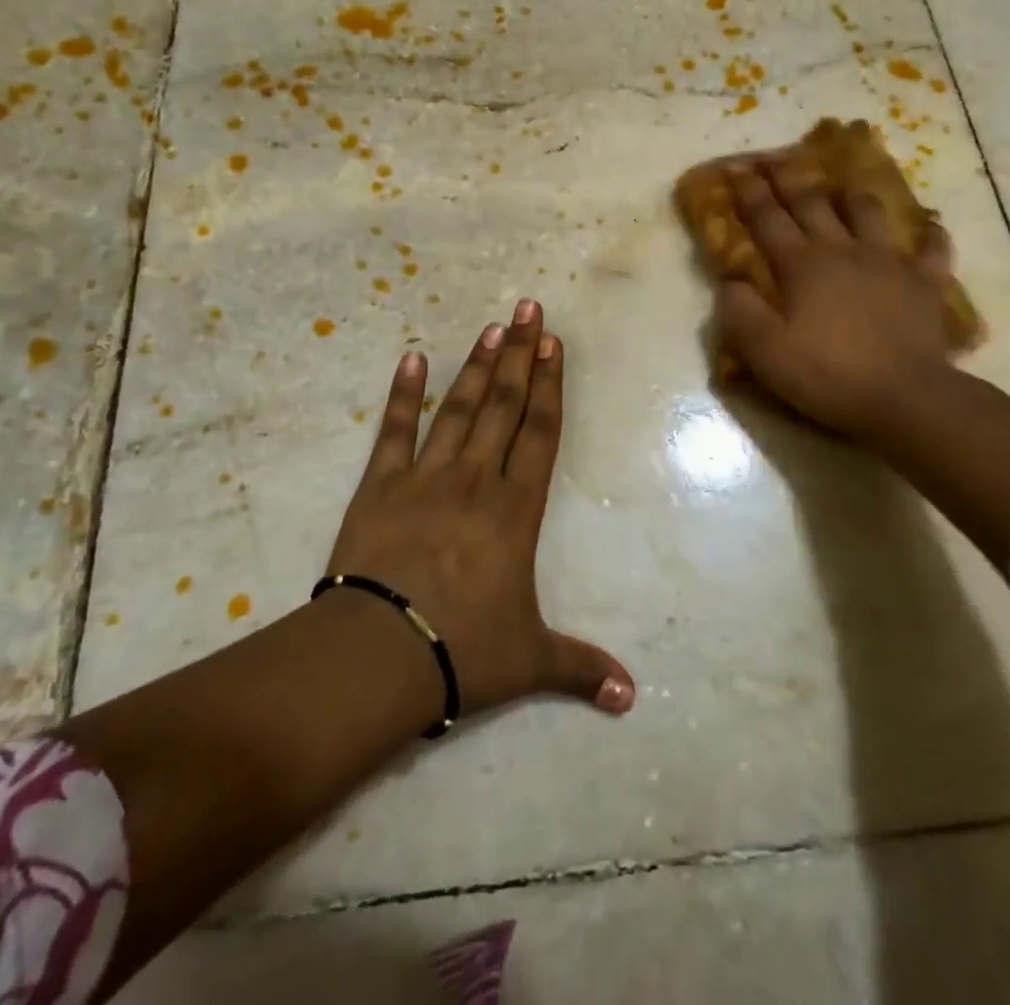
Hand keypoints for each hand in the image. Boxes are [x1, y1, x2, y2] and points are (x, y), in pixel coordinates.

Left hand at [324, 300, 635, 719]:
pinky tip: (411, 359)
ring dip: (477, 367)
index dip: (550, 386)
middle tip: (527, 309)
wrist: (377, 656)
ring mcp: (425, 477)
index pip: (540, 433)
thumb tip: (632, 699)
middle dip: (520, 355)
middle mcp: (476, 480)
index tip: (554, 344)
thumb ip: (580, 670)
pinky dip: (403, 395)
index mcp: (516, 510)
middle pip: (504, 406)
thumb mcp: (529, 661)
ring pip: (459, 409)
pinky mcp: (380, 486)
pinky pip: (394, 432)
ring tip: (491, 328)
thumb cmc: (462, 651)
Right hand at [715, 159, 960, 442]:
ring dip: (852, 195)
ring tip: (845, 185)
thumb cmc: (827, 374)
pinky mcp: (926, 282)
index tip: (736, 168)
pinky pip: (933, 249)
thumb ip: (739, 312)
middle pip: (813, 203)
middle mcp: (843, 250)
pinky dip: (930, 235)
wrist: (905, 397)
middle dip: (789, 178)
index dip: (749, 192)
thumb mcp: (764, 351)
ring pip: (869, 213)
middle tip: (775, 158)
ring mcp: (889, 262)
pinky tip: (929, 227)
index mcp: (801, 265)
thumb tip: (731, 281)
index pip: (767, 218)